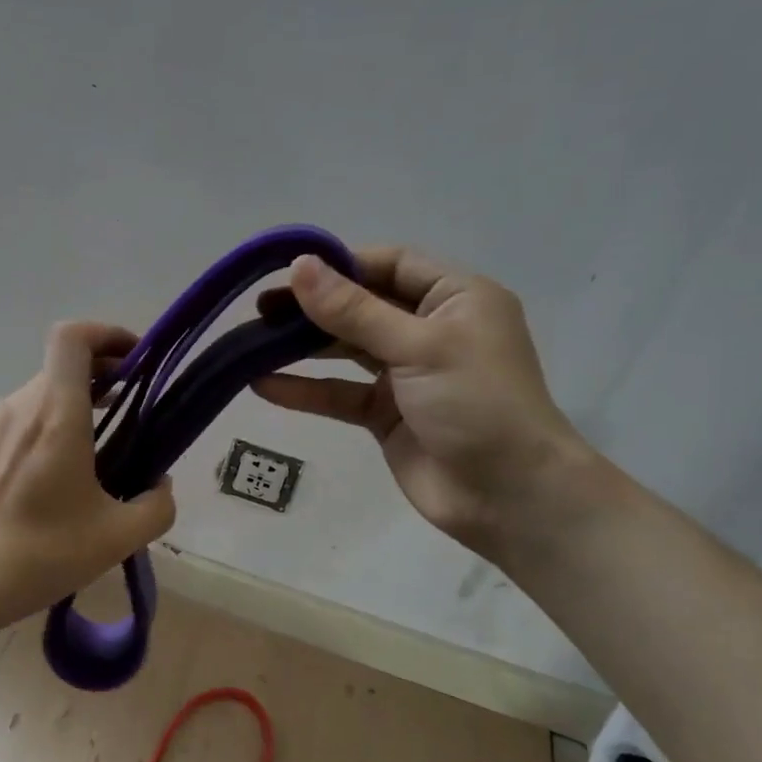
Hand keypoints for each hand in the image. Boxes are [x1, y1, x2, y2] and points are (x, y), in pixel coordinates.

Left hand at [0, 323, 175, 623]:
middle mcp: (16, 406)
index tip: (132, 362)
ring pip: (34, 402)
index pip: (73, 338)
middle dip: (98, 383)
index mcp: (56, 415)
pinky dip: (32, 437)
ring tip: (81, 465)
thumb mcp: (118, 538)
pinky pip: (7, 427)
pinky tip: (36, 486)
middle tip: (122, 419)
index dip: (106, 334)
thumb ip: (156, 505)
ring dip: (65, 415)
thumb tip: (159, 484)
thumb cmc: (41, 554)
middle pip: (60, 370)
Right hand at [252, 248, 593, 555]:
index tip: (289, 272)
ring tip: (252, 341)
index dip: (341, 265)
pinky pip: (340, 393)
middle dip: (313, 307)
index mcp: (455, 298)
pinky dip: (306, 390)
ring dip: (303, 347)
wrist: (510, 497)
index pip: (390, 264)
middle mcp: (430, 329)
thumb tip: (299, 266)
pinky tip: (263, 385)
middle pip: (362, 306)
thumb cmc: (477, 404)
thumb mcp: (418, 346)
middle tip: (261, 309)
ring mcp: (407, 374)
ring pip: (347, 350)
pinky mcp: (387, 415)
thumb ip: (354, 310)